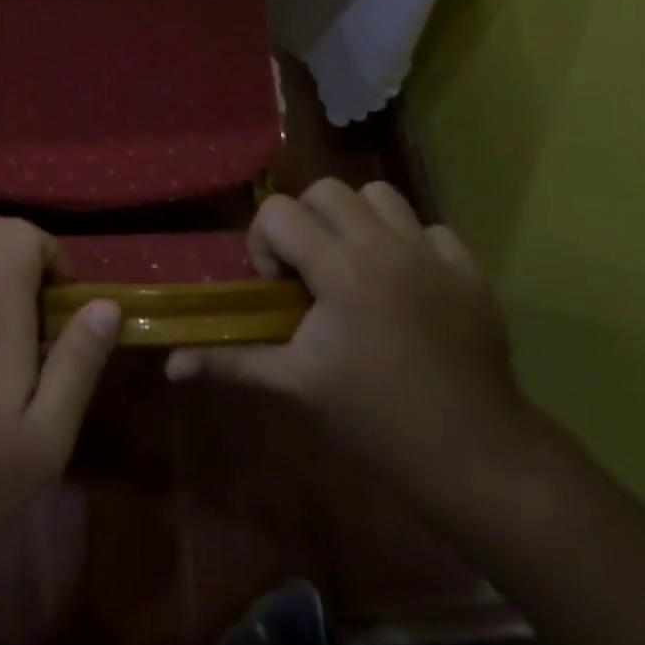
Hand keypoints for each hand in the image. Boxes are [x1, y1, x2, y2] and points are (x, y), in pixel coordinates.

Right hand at [166, 180, 532, 504]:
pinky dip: (408, 244)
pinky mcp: (469, 270)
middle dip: (305, 221)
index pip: (281, 211)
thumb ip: (230, 362)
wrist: (473, 454)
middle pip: (327, 190)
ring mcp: (433, 253)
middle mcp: (386, 245)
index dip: (264, 241)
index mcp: (341, 269)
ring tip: (355, 265)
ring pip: (380, 195)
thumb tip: (170, 365)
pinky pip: (429, 228)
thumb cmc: (374, 419)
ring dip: (356, 220)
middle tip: (309, 271)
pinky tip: (405, 285)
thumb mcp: (295, 386)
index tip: (276, 286)